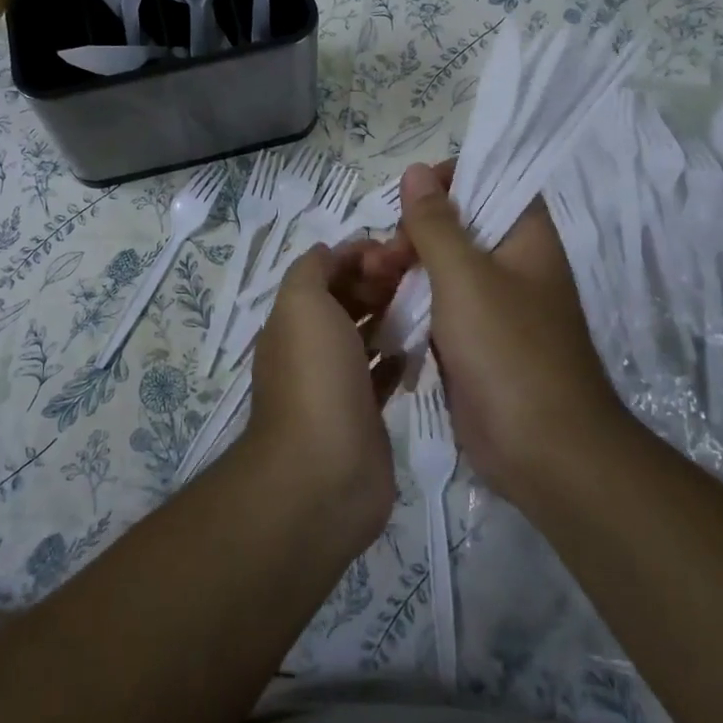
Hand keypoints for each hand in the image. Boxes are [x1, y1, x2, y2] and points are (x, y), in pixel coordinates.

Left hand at [240, 243, 400, 551]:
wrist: (324, 472)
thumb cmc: (315, 377)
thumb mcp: (303, 304)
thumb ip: (312, 271)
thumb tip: (330, 253)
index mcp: (294, 318)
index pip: (325, 272)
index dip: (357, 256)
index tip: (397, 250)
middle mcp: (312, 347)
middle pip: (347, 301)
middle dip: (377, 282)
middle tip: (419, 275)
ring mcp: (337, 383)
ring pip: (365, 336)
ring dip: (390, 316)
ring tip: (428, 302)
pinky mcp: (363, 414)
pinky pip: (381, 374)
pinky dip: (397, 356)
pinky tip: (420, 346)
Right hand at [365, 162, 623, 504]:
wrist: (544, 452)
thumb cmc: (509, 350)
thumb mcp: (465, 276)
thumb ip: (436, 223)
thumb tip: (417, 171)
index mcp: (525, 237)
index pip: (492, 182)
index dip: (452, 180)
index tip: (411, 197)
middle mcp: (513, 264)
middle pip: (458, 226)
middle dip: (415, 232)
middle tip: (386, 257)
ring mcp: (493, 306)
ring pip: (442, 268)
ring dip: (407, 270)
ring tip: (373, 282)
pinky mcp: (474, 342)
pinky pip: (438, 307)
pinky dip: (412, 304)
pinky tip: (382, 310)